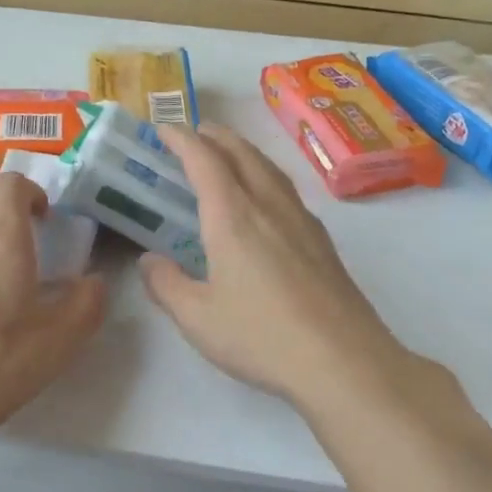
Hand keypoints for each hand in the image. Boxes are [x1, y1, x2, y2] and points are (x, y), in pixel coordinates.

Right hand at [140, 125, 421, 408]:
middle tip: (194, 133)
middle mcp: (268, 207)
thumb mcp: (197, 317)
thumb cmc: (260, 336)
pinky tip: (264, 201)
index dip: (181, 140)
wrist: (342, 361)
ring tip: (228, 156)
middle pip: (242, 153)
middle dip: (215, 136)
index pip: (204, 160)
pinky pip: (286, 191)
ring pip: (269, 169)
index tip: (163, 130)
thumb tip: (149, 261)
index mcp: (232, 217)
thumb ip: (166, 284)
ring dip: (243, 152)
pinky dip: (265, 177)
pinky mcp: (322, 242)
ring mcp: (301, 221)